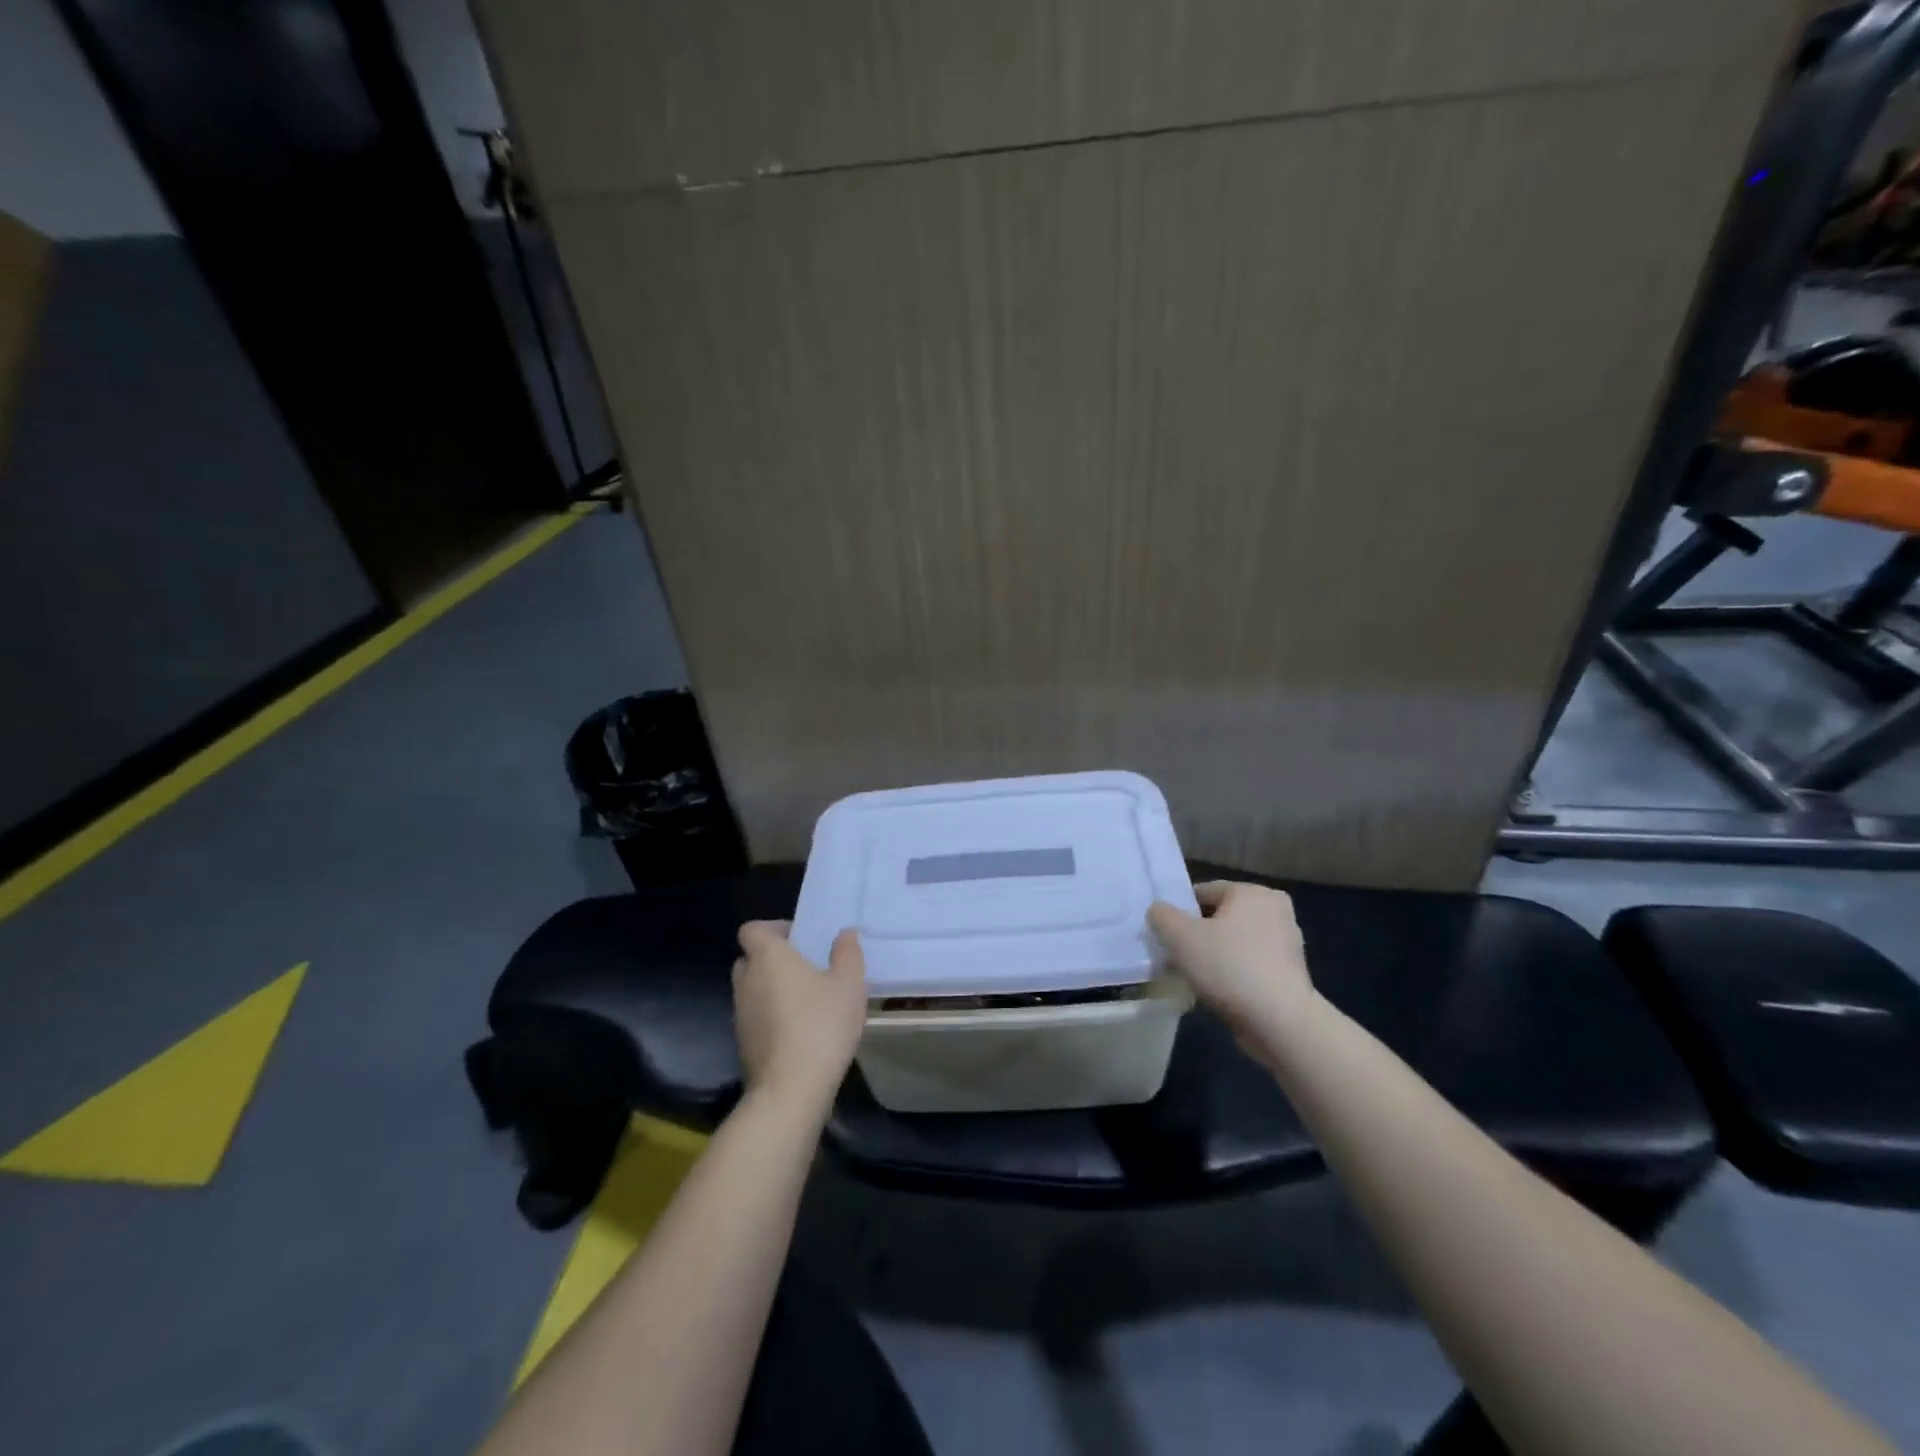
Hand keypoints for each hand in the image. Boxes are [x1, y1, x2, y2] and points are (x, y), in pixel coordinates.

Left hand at [732, 920, 867, 1111]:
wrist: (790, 1090)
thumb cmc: (821, 1025)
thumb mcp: (849, 984)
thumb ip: (847, 953)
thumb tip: (844, 934)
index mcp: (768, 957)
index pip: (752, 929)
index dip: (773, 929)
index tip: (800, 939)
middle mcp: (746, 980)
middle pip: (750, 958)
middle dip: (773, 959)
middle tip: (806, 968)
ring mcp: (740, 1014)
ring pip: (752, 989)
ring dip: (772, 989)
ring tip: (807, 1001)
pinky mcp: (743, 1043)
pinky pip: (755, 1016)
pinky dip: (771, 1016)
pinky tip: (800, 1031)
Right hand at [1148, 882, 1316, 1051]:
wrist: (1280, 1022)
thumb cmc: (1228, 967)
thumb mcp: (1180, 936)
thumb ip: (1161, 915)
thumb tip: (1158, 912)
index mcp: (1253, 892)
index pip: (1204, 892)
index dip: (1179, 913)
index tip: (1165, 936)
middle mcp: (1275, 910)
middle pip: (1219, 918)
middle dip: (1197, 936)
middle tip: (1176, 957)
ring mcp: (1286, 943)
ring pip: (1234, 943)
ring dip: (1214, 956)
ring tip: (1194, 978)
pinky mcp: (1290, 974)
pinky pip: (1249, 965)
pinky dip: (1232, 974)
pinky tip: (1217, 992)